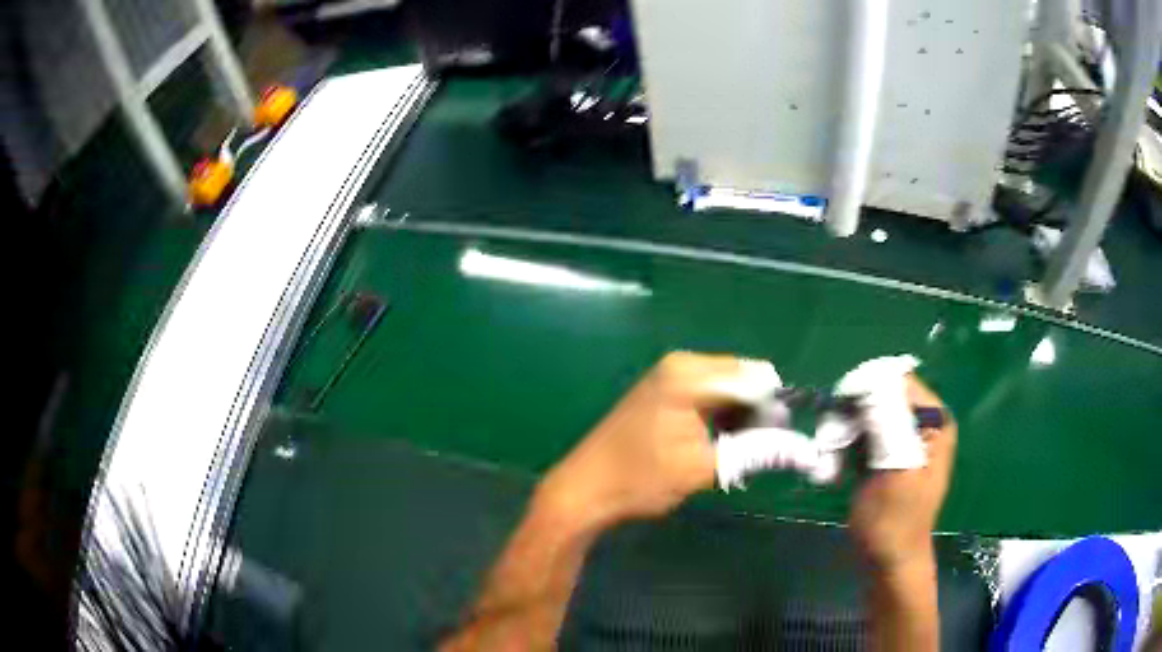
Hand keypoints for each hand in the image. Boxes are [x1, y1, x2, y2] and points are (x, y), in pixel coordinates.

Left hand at [538, 352, 777, 528]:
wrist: (585, 490)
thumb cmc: (640, 479)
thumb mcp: (703, 468)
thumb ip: (756, 452)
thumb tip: (804, 448)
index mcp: (691, 374)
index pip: (756, 379)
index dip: (773, 410)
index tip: (775, 443)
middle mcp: (683, 365)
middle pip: (743, 380)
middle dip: (757, 414)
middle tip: (752, 453)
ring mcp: (671, 376)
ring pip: (729, 390)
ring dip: (740, 420)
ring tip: (730, 454)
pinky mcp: (665, 392)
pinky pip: (710, 397)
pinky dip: (721, 420)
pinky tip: (714, 447)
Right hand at [849, 374, 956, 571]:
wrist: (888, 562)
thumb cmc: (894, 523)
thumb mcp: (895, 471)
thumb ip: (889, 424)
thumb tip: (870, 379)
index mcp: (934, 421)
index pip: (899, 382)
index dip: (869, 390)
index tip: (841, 413)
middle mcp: (922, 422)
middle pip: (881, 395)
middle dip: (853, 415)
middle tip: (832, 441)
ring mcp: (904, 438)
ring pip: (867, 414)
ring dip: (845, 433)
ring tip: (832, 460)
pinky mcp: (886, 453)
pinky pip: (861, 435)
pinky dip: (845, 447)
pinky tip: (838, 468)